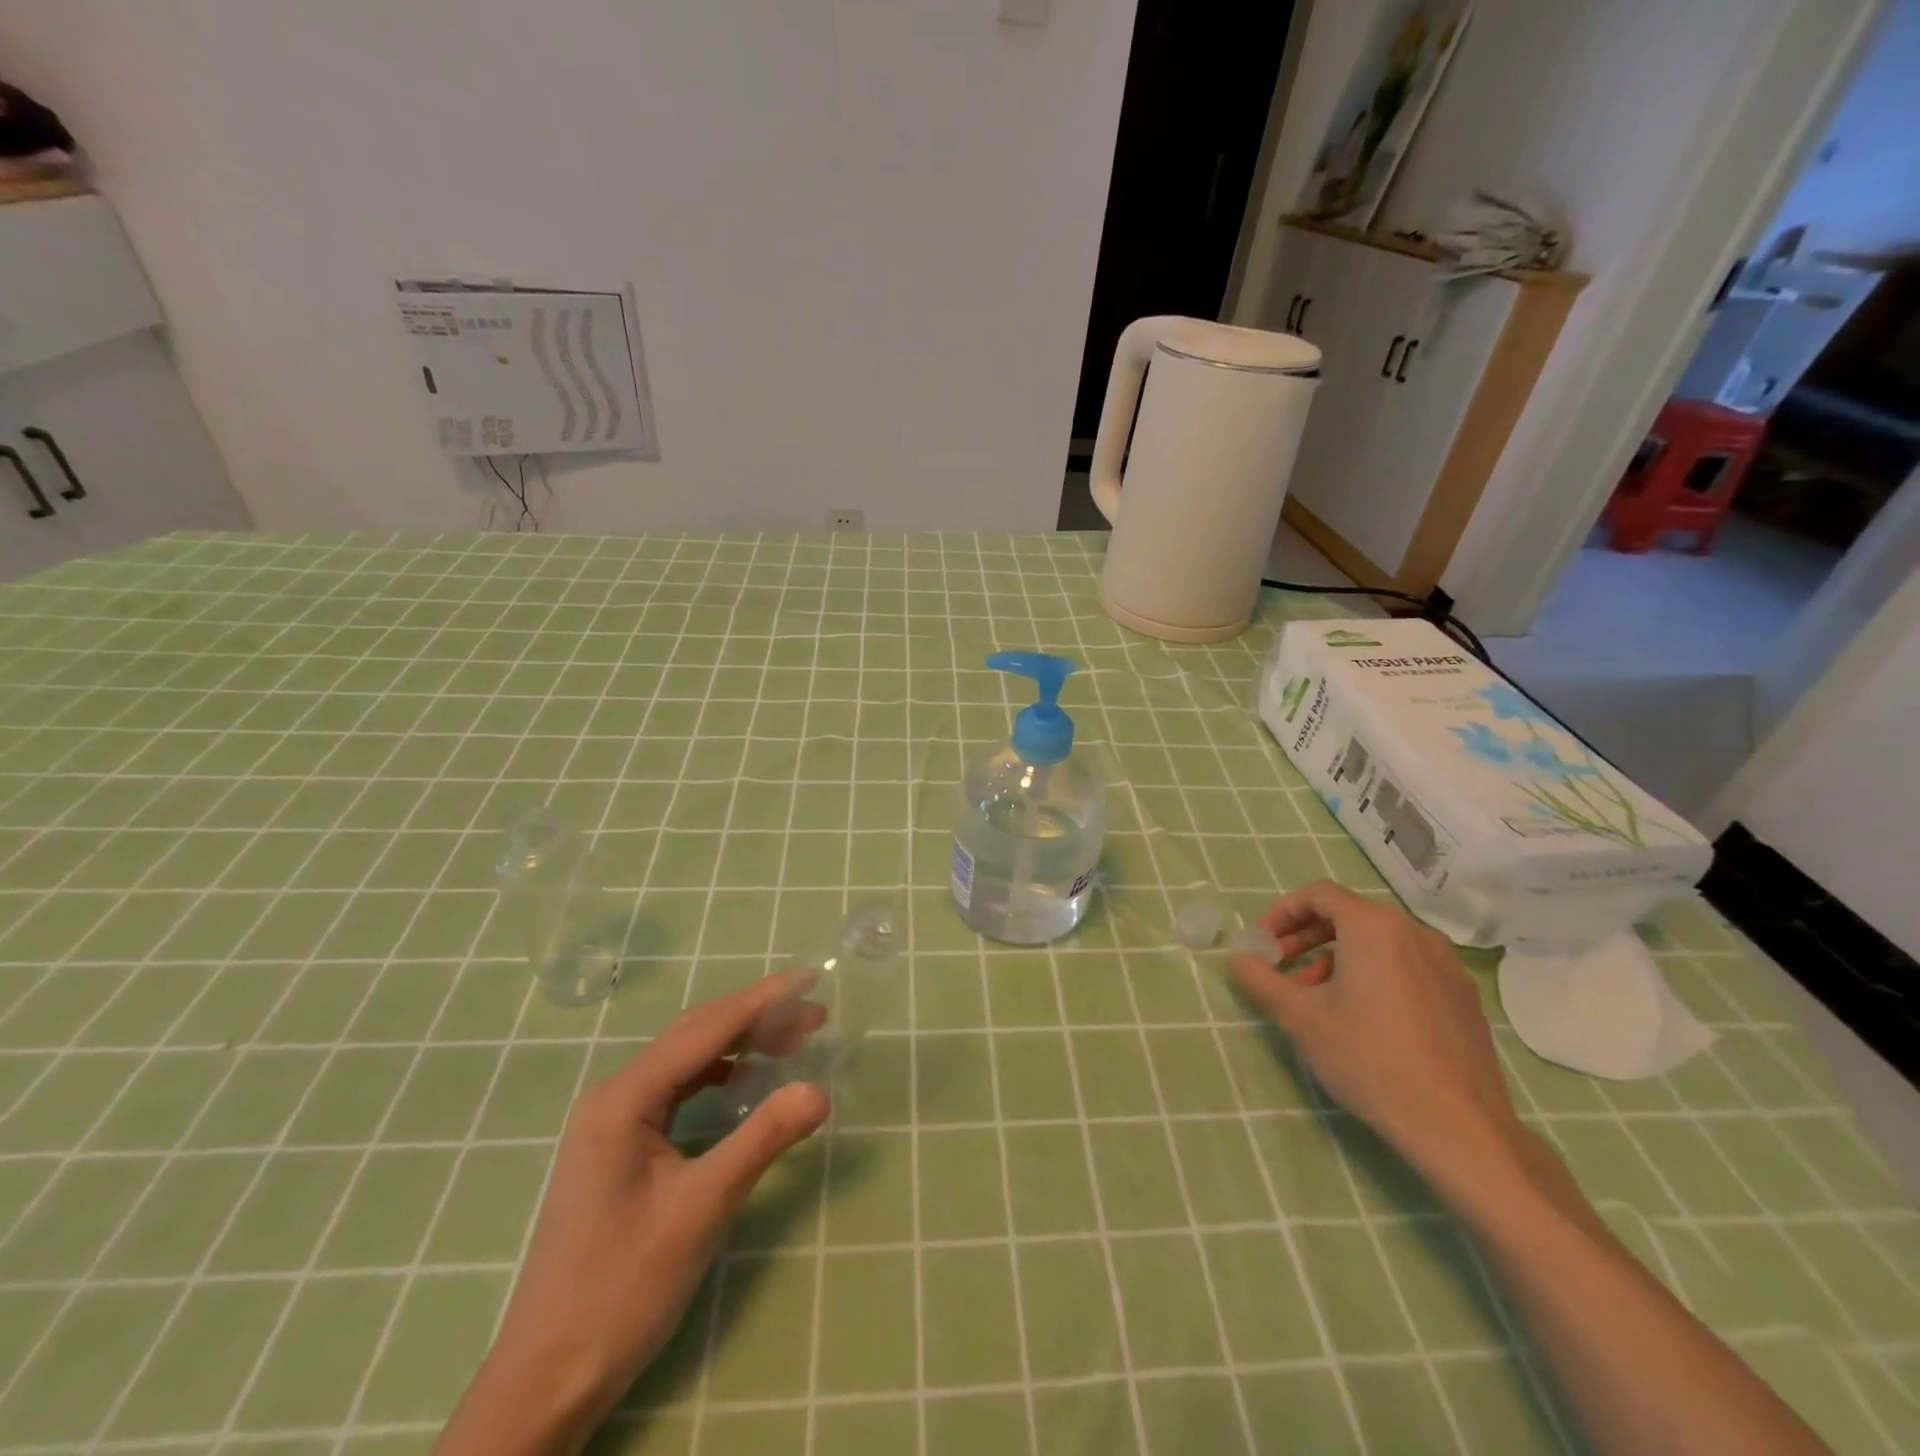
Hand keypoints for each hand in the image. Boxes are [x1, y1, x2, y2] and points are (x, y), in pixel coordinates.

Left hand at [434, 971, 830, 1455]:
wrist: (547, 1377)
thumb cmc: (622, 1288)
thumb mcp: (701, 1208)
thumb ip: (762, 1139)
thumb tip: (820, 1089)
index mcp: (625, 1098)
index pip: (706, 1029)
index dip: (762, 1000)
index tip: (810, 977)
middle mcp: (615, 1095)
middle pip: (695, 1035)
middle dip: (757, 1018)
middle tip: (815, 1013)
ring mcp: (613, 1121)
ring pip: (687, 1060)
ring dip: (740, 1044)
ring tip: (793, 1041)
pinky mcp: (620, 1146)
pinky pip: (678, 1089)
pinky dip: (719, 1075)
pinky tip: (745, 1082)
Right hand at [1227, 881, 1523, 1188]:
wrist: (1458, 1126)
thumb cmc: (1368, 1058)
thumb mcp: (1299, 1017)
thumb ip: (1260, 979)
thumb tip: (1237, 958)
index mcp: (1374, 926)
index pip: (1318, 894)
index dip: (1282, 912)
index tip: (1262, 943)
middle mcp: (1414, 932)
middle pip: (1349, 915)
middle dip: (1306, 936)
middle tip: (1280, 966)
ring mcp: (1446, 964)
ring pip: (1379, 942)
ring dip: (1338, 957)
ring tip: (1316, 996)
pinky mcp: (1463, 996)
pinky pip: (1407, 966)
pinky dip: (1374, 974)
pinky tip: (1362, 1017)